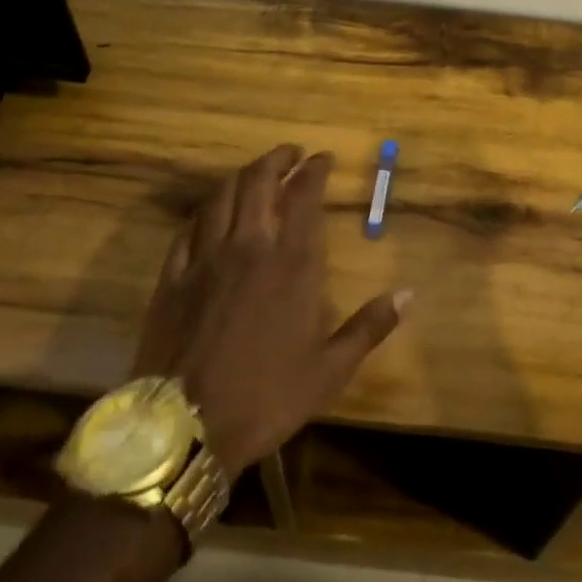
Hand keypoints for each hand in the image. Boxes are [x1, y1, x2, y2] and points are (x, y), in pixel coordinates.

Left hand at [129, 144, 409, 478]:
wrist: (186, 428)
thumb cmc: (267, 397)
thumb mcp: (330, 370)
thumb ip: (370, 327)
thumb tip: (408, 294)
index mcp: (292, 264)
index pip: (305, 196)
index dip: (314, 170)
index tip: (322, 158)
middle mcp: (249, 247)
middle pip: (259, 181)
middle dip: (277, 158)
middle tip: (290, 153)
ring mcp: (205, 258)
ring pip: (222, 196)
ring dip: (241, 176)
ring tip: (254, 172)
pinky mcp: (172, 276)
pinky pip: (188, 228)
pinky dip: (205, 210)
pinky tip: (210, 212)